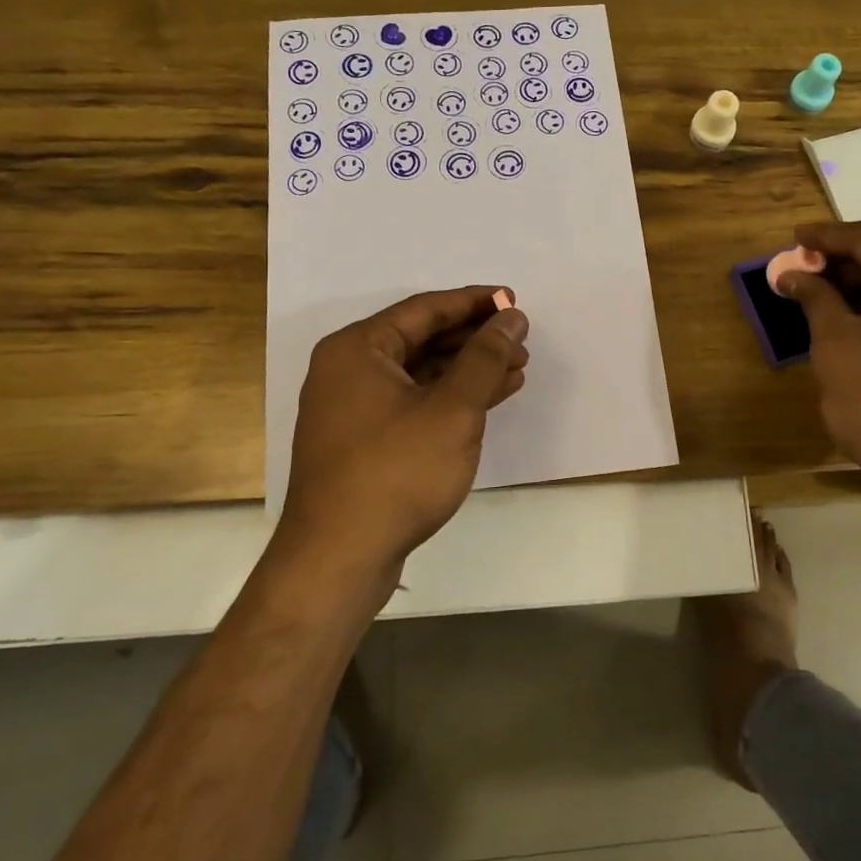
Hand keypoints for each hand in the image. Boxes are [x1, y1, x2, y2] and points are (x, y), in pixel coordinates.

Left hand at [278, 287, 528, 589]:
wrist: (339, 559)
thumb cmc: (396, 473)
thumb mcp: (452, 409)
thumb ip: (485, 358)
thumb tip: (512, 318)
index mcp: (358, 348)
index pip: (425, 309)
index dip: (475, 302)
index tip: (514, 301)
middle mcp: (348, 370)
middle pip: (421, 338)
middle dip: (474, 339)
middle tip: (520, 341)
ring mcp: (352, 408)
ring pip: (419, 373)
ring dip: (467, 369)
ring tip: (516, 369)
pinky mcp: (363, 441)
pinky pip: (413, 402)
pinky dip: (450, 398)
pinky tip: (489, 400)